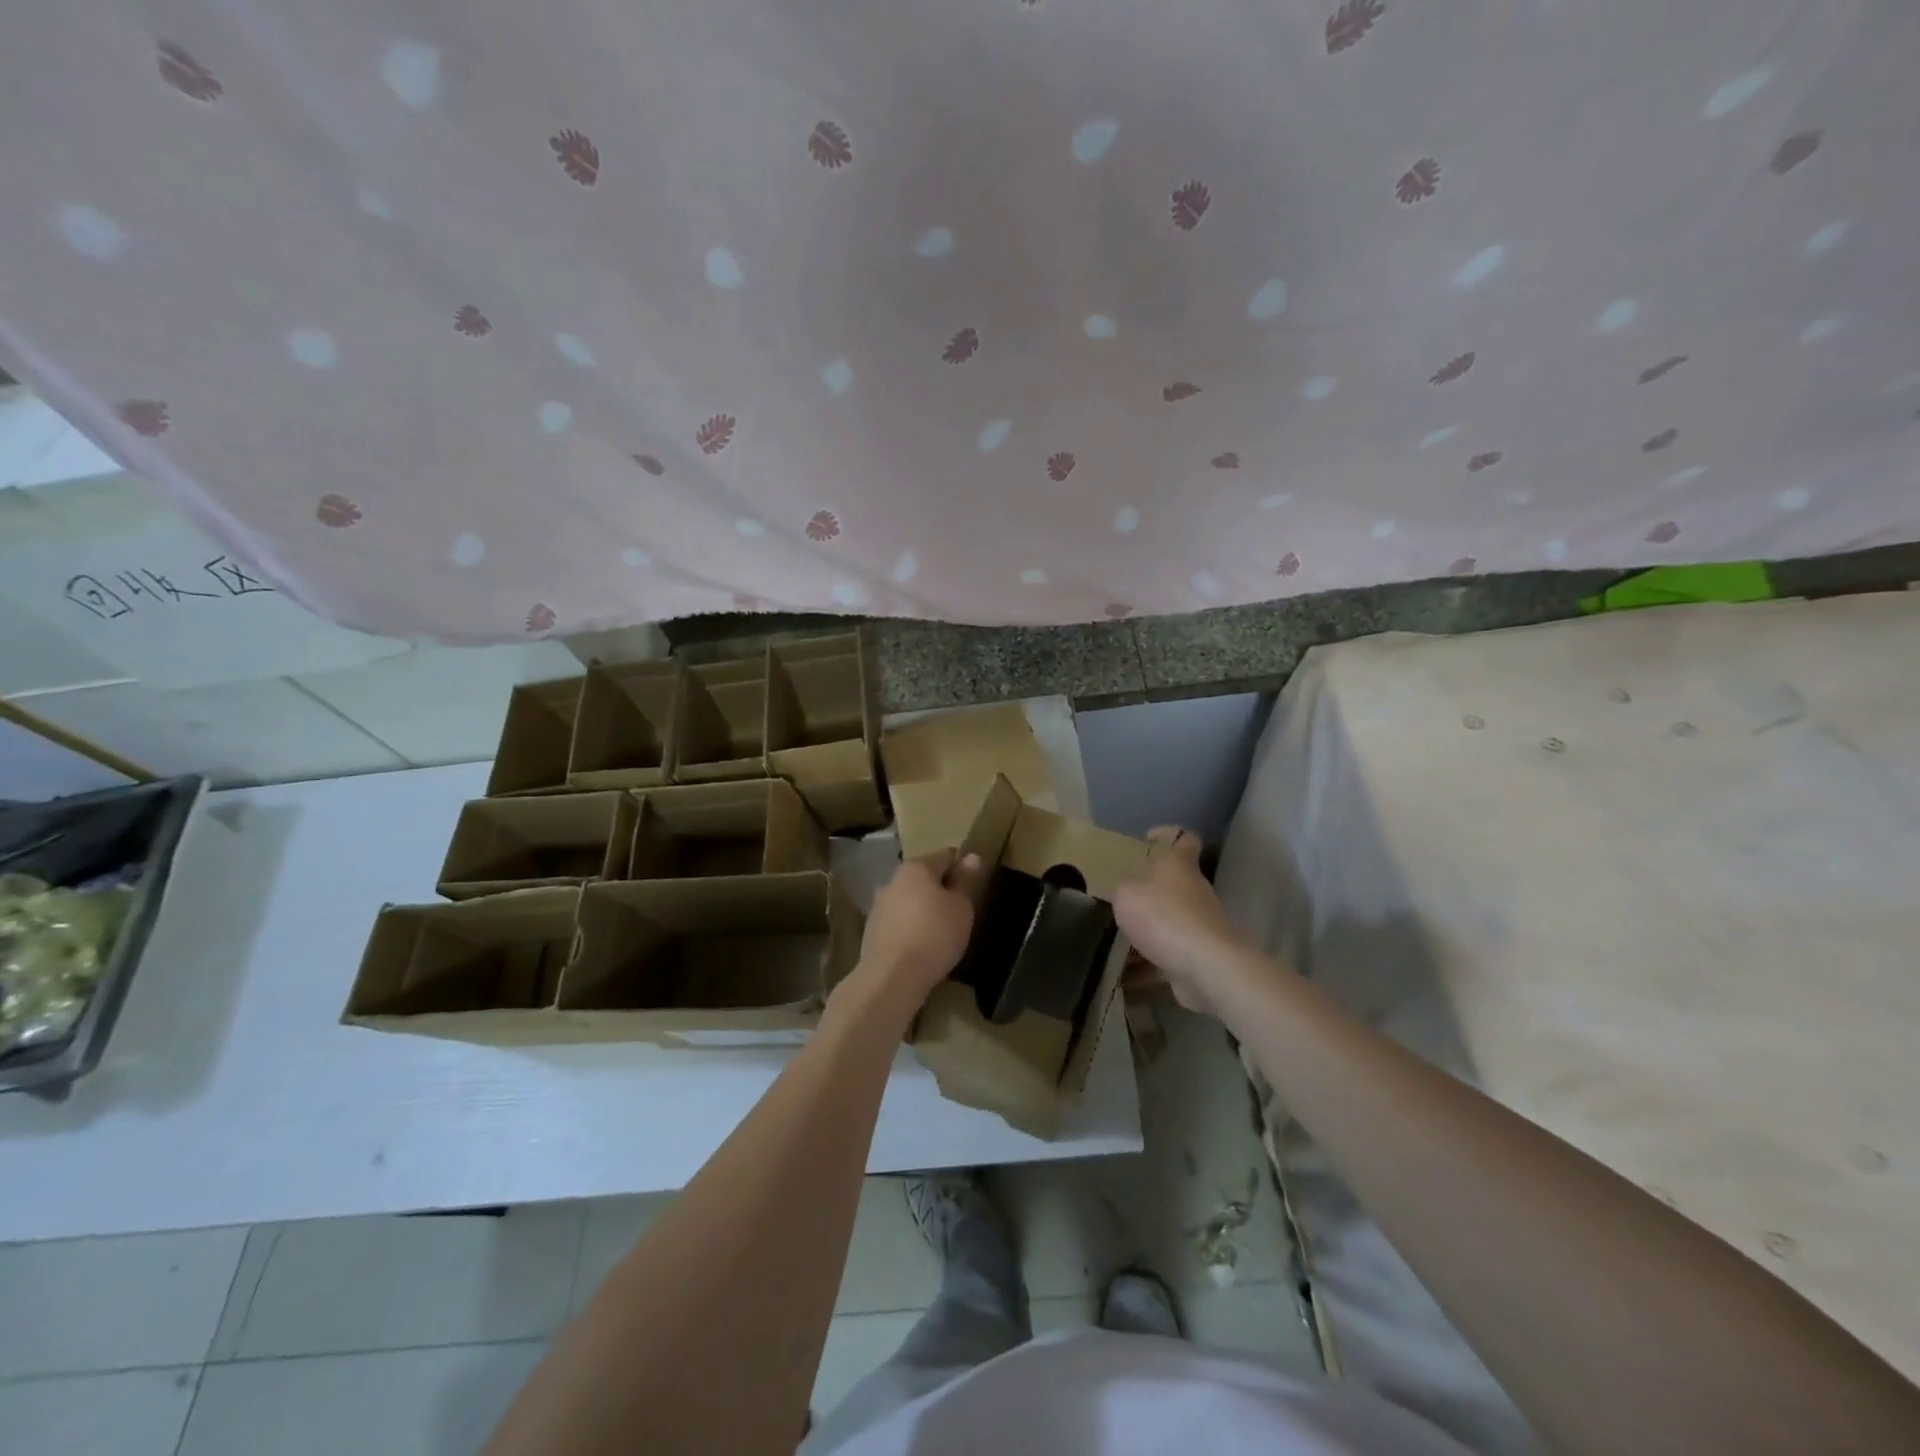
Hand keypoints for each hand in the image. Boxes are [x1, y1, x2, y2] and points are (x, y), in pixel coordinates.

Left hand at [845, 850, 984, 1016]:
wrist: (891, 977)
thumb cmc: (934, 935)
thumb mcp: (961, 907)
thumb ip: (965, 881)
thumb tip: (971, 857)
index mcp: (916, 868)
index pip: (946, 855)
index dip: (963, 866)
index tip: (974, 885)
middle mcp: (893, 880)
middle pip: (924, 877)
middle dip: (942, 888)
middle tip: (961, 910)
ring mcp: (878, 906)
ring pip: (909, 899)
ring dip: (924, 908)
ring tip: (942, 931)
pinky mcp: (872, 930)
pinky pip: (899, 921)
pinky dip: (911, 927)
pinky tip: (922, 946)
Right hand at [1114, 827, 1249, 1016]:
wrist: (1207, 967)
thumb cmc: (1164, 918)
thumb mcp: (1127, 896)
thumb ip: (1123, 890)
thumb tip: (1127, 893)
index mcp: (1180, 866)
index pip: (1184, 840)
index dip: (1167, 835)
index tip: (1148, 839)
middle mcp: (1195, 890)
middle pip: (1175, 883)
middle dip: (1149, 890)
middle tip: (1122, 897)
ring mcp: (1201, 924)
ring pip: (1170, 920)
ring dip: (1149, 929)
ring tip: (1117, 939)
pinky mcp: (1200, 954)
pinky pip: (1169, 953)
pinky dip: (1150, 961)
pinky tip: (1126, 972)